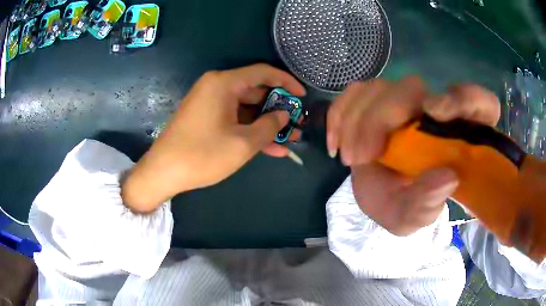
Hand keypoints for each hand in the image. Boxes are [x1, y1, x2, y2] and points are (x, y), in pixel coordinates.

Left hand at [122, 64, 305, 212]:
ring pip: (246, 109)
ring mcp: (210, 103)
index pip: (263, 73)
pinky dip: (251, 131)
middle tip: (298, 122)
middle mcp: (216, 87)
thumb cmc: (202, 154)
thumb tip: (283, 115)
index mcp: (224, 83)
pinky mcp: (206, 118)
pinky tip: (271, 147)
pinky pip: (234, 119)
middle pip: (255, 91)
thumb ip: (269, 126)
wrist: (163, 172)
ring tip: (291, 138)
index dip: (286, 82)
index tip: (303, 96)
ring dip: (267, 124)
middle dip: (278, 109)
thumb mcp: (243, 143)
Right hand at [327, 77, 499, 235]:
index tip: (435, 112)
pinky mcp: (378, 102)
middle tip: (359, 156)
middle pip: (412, 88)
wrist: (387, 198)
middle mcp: (434, 110)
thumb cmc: (408, 206)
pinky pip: (356, 92)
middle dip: (381, 116)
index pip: (480, 103)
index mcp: (459, 136)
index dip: (463, 97)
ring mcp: (405, 103)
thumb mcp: (414, 217)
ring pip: (380, 86)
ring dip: (356, 119)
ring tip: (349, 156)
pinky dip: (340, 113)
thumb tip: (446, 178)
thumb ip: (428, 205)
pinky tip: (336, 142)